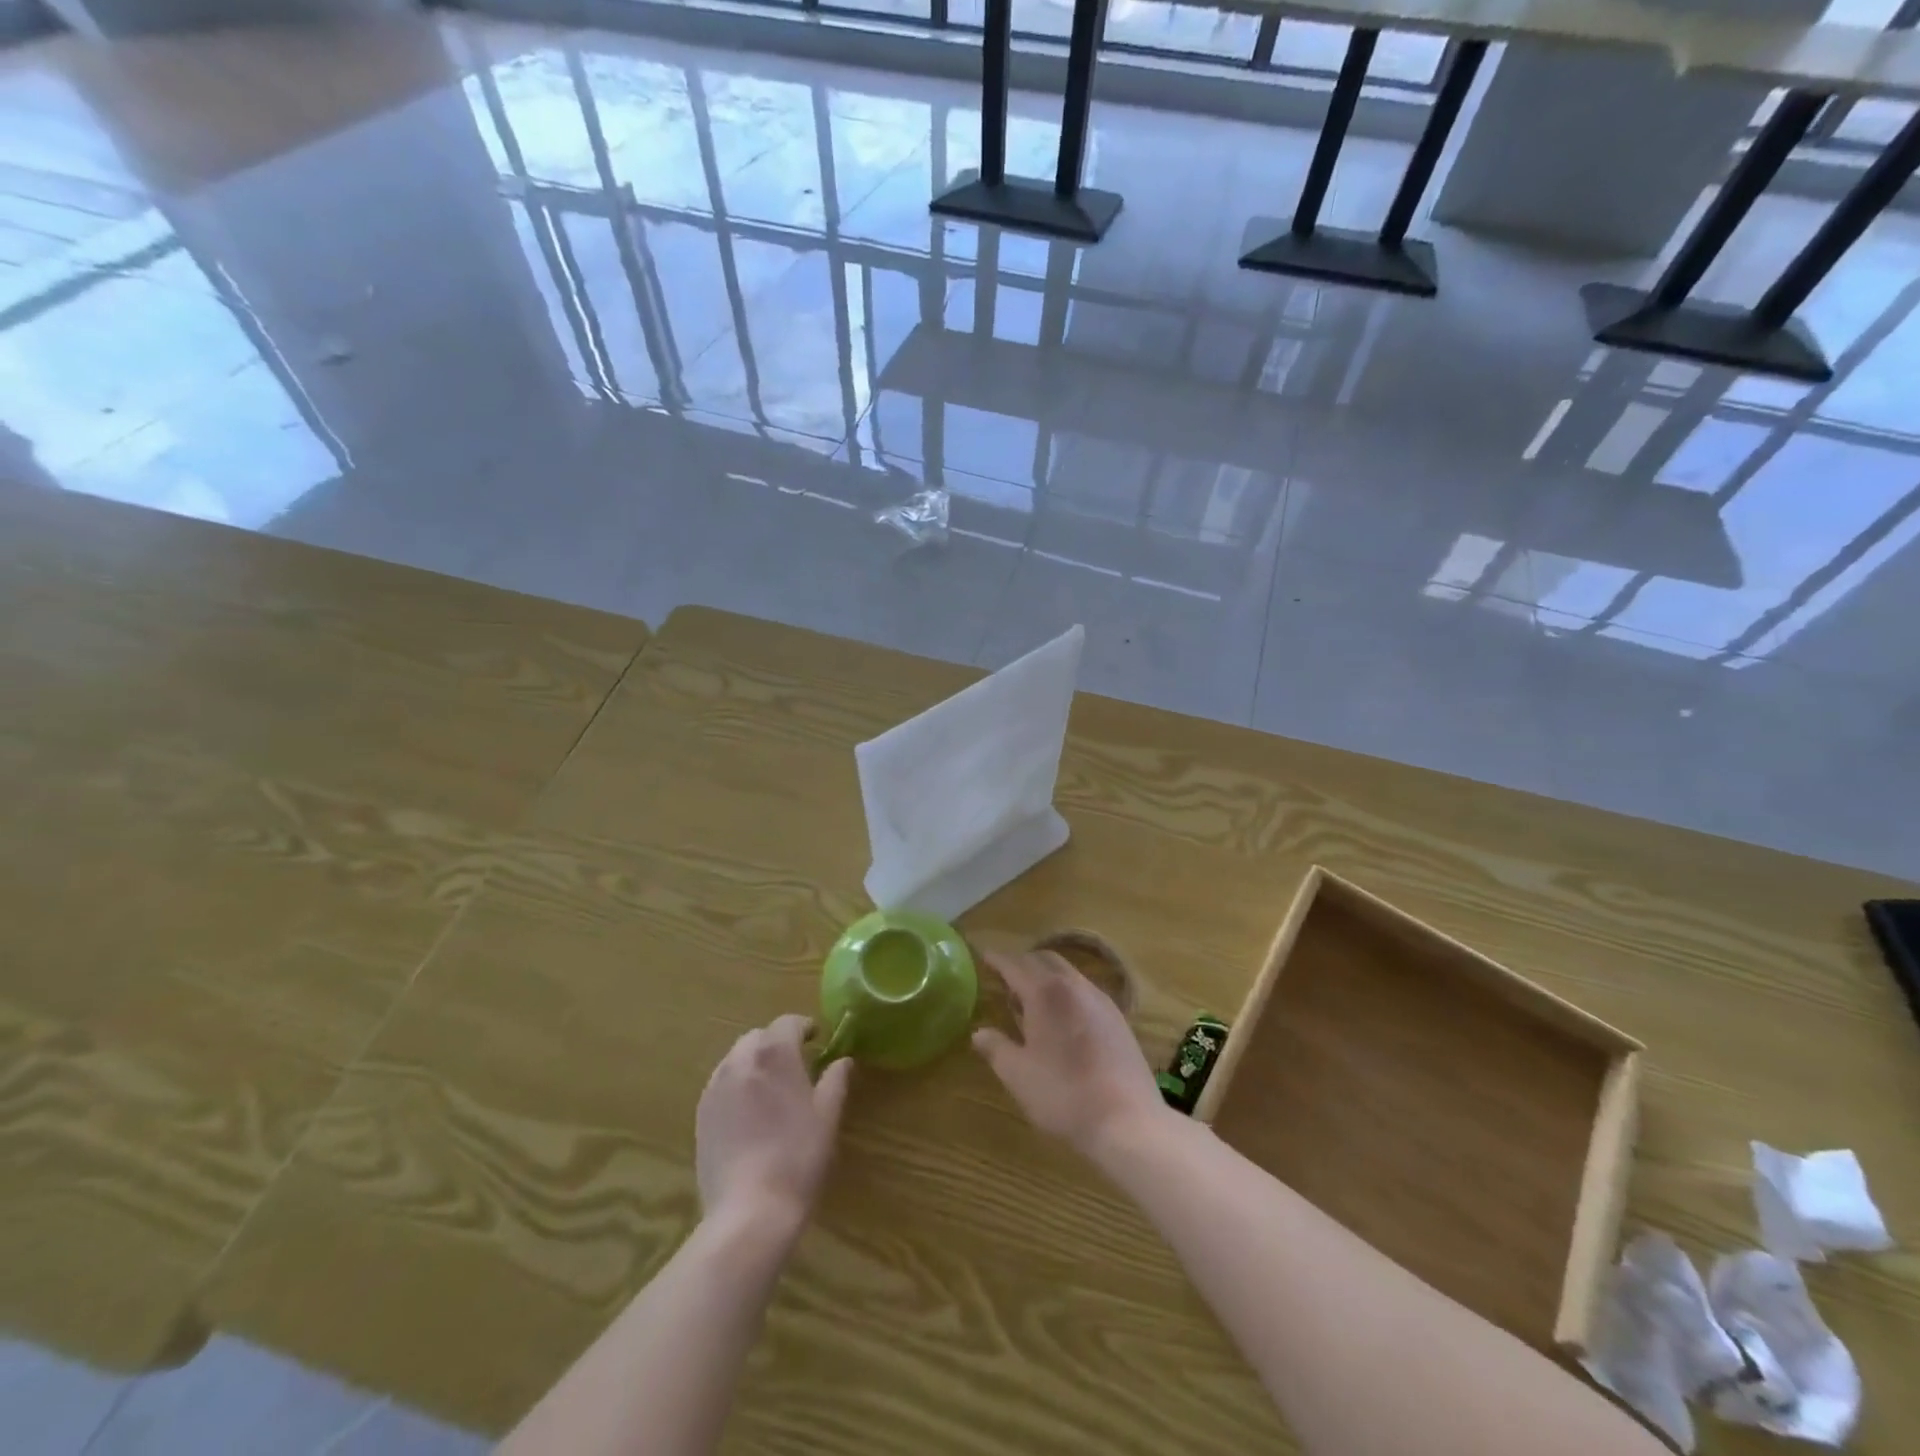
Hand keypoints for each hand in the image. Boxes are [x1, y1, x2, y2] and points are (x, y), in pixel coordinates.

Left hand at [696, 1015, 851, 1235]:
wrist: (750, 1210)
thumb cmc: (798, 1157)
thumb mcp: (827, 1116)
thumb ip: (835, 1081)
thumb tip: (843, 1060)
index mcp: (775, 1054)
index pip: (788, 1023)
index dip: (804, 1027)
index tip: (816, 1039)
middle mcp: (741, 1060)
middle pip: (758, 1037)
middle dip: (777, 1042)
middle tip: (795, 1063)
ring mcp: (716, 1087)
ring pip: (736, 1058)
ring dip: (754, 1061)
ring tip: (770, 1086)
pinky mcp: (701, 1114)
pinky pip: (721, 1084)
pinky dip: (737, 1084)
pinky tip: (749, 1111)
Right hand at [971, 950, 1163, 1155]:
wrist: (1127, 1120)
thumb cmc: (1063, 1094)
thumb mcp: (1018, 1075)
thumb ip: (996, 1048)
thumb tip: (979, 1033)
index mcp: (1045, 993)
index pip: (1015, 965)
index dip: (997, 960)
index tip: (984, 956)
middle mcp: (1074, 986)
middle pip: (1045, 959)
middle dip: (1023, 962)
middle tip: (1006, 975)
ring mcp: (1101, 1000)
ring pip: (1068, 972)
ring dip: (1046, 975)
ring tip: (1031, 997)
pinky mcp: (1118, 1018)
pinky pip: (1085, 990)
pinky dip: (1067, 991)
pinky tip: (1063, 1017)